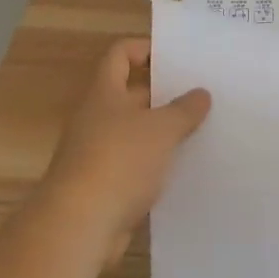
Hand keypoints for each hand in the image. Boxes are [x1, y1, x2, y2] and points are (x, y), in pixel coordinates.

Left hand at [39, 38, 210, 267]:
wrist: (77, 229)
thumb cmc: (119, 161)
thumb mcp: (162, 129)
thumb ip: (184, 109)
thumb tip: (201, 94)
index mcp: (104, 93)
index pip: (120, 54)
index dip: (145, 49)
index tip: (174, 57)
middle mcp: (96, 119)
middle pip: (130, 95)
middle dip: (163, 95)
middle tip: (198, 96)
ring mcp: (96, 156)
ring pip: (134, 134)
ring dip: (161, 135)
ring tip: (198, 132)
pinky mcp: (101, 190)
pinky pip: (133, 169)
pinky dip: (153, 169)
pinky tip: (181, 173)